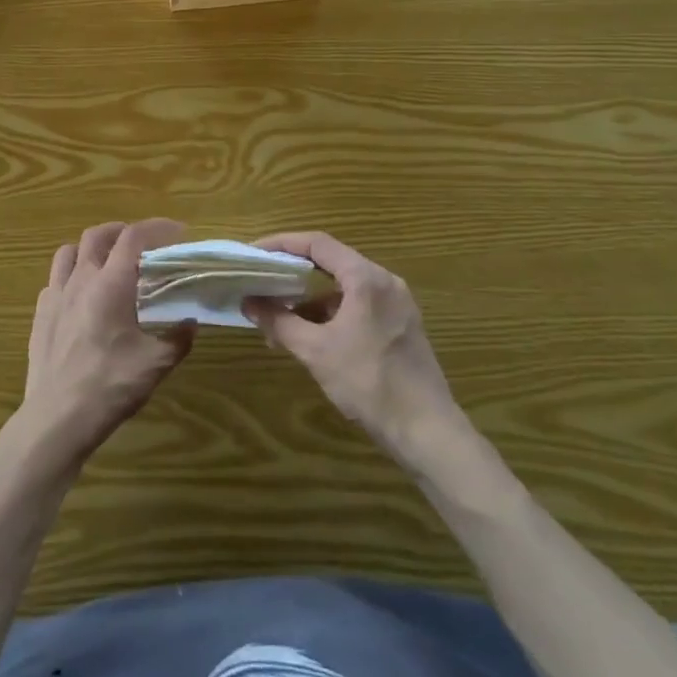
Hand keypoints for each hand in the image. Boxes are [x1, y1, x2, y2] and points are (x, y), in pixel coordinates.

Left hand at [14, 220, 194, 471]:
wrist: (56, 418)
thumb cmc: (110, 386)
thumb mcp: (155, 364)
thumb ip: (177, 338)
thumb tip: (190, 323)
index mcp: (111, 283)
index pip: (134, 236)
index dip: (157, 227)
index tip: (177, 232)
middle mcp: (81, 279)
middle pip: (98, 235)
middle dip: (122, 231)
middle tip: (141, 244)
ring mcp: (55, 295)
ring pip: (69, 251)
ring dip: (91, 248)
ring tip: (107, 262)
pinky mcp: (40, 314)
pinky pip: (54, 280)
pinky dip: (71, 275)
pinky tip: (81, 296)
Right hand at [243, 232, 465, 467]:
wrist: (428, 432)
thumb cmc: (369, 383)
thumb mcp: (316, 351)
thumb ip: (279, 322)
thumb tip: (248, 303)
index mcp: (366, 278)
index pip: (317, 243)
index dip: (282, 243)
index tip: (255, 253)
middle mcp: (385, 282)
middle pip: (332, 262)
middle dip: (294, 272)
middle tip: (263, 280)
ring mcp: (397, 304)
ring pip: (345, 287)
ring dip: (311, 298)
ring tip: (280, 318)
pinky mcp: (402, 326)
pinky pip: (359, 305)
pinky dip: (332, 313)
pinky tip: (312, 336)